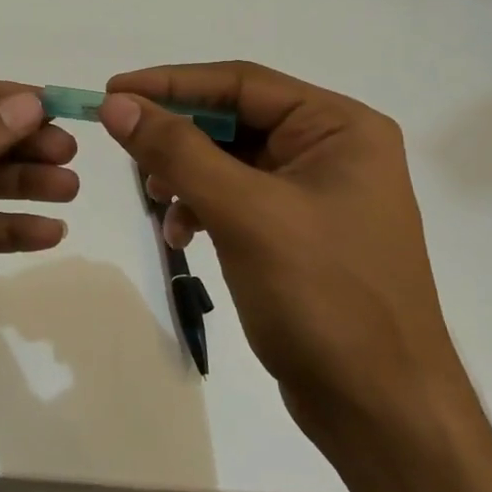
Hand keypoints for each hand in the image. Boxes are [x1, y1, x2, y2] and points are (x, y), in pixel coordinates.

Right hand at [100, 62, 491, 491]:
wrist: (379, 409)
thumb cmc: (323, 296)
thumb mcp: (244, 213)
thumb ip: (177, 151)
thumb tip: (117, 103)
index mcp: (339, 127)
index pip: (241, 83)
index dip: (171, 83)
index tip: (112, 90)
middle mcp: (332, 150)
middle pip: (234, 120)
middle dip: (178, 136)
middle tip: (125, 148)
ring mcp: (316, 194)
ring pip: (230, 161)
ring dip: (186, 175)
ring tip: (156, 201)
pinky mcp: (298, 234)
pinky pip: (237, 199)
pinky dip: (203, 208)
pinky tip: (181, 235)